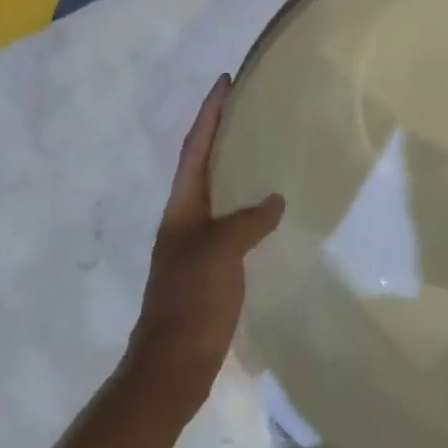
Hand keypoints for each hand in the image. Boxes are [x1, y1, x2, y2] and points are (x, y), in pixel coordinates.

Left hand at [125, 75, 283, 416]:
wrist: (172, 367)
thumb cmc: (191, 301)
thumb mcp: (220, 252)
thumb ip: (248, 221)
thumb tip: (274, 201)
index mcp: (182, 208)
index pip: (196, 148)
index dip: (210, 113)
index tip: (225, 80)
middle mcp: (186, 218)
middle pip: (204, 163)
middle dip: (222, 130)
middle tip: (249, 105)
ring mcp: (196, 244)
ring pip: (219, 191)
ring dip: (235, 164)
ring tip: (264, 145)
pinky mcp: (212, 267)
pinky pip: (233, 221)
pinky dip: (249, 204)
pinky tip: (271, 209)